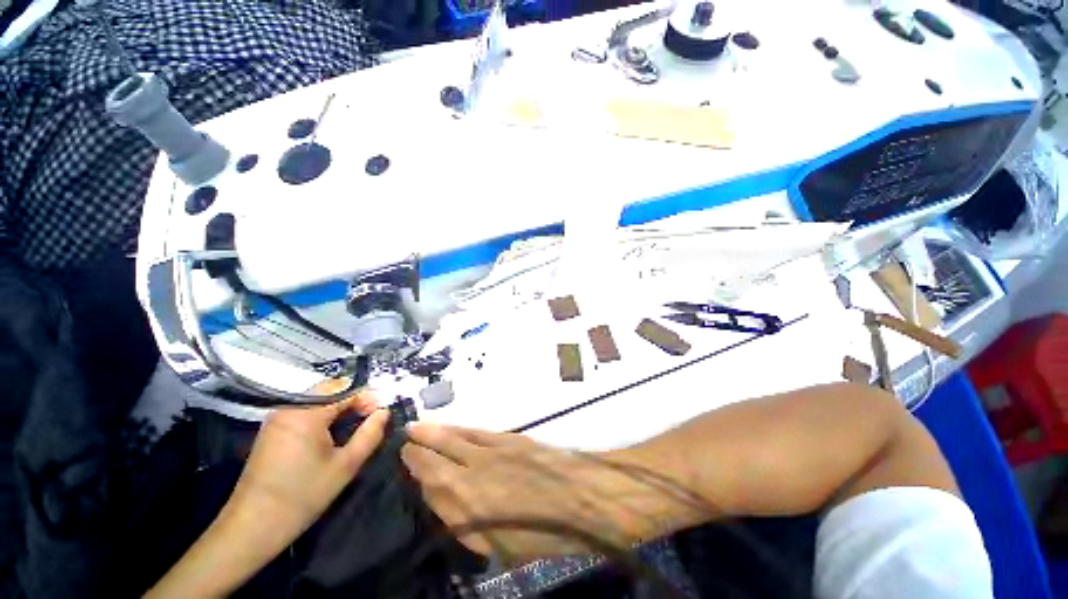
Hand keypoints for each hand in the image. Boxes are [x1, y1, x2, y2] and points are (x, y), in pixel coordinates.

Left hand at [223, 394, 388, 552]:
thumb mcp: (345, 466)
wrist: (252, 527)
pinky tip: (330, 432)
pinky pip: (304, 409)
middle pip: (330, 389)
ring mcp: (277, 418)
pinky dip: (323, 414)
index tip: (381, 413)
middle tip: (370, 418)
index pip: (346, 389)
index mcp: (307, 413)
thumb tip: (384, 412)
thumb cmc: (303, 496)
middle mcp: (289, 408)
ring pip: (317, 398)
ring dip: (339, 405)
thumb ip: (370, 434)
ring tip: (354, 424)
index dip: (368, 397)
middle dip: (354, 398)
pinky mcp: (271, 429)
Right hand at [402, 423, 687, 562]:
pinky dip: (457, 429)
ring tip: (414, 430)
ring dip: (431, 436)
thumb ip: (472, 526)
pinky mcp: (507, 439)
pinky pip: (474, 433)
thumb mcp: (505, 546)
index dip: (415, 479)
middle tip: (402, 444)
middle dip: (416, 454)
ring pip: (452, 442)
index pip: (432, 493)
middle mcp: (474, 483)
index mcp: (471, 517)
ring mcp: (491, 456)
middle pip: (436, 465)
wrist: (585, 497)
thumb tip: (450, 508)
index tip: (403, 467)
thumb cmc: (549, 532)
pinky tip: (448, 426)